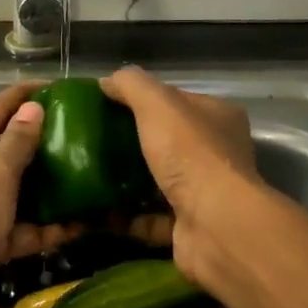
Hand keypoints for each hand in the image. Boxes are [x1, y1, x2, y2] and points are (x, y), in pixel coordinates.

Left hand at [0, 85, 77, 307]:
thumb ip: (17, 141)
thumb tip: (33, 108)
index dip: (25, 97)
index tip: (61, 88)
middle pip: (4, 150)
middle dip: (41, 145)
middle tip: (84, 134)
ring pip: (15, 191)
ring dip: (47, 188)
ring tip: (89, 176)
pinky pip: (19, 227)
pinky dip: (44, 227)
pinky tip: (80, 224)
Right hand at [100, 67, 264, 289]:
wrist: (214, 225)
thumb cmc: (190, 155)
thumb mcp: (158, 104)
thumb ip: (132, 85)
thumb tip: (107, 81)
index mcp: (218, 117)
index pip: (177, 100)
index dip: (144, 99)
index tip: (107, 104)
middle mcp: (217, 154)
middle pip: (167, 142)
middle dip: (132, 142)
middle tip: (93, 141)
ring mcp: (205, 193)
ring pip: (159, 182)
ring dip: (127, 182)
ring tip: (89, 175)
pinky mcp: (189, 227)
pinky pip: (150, 219)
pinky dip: (126, 217)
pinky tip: (97, 212)